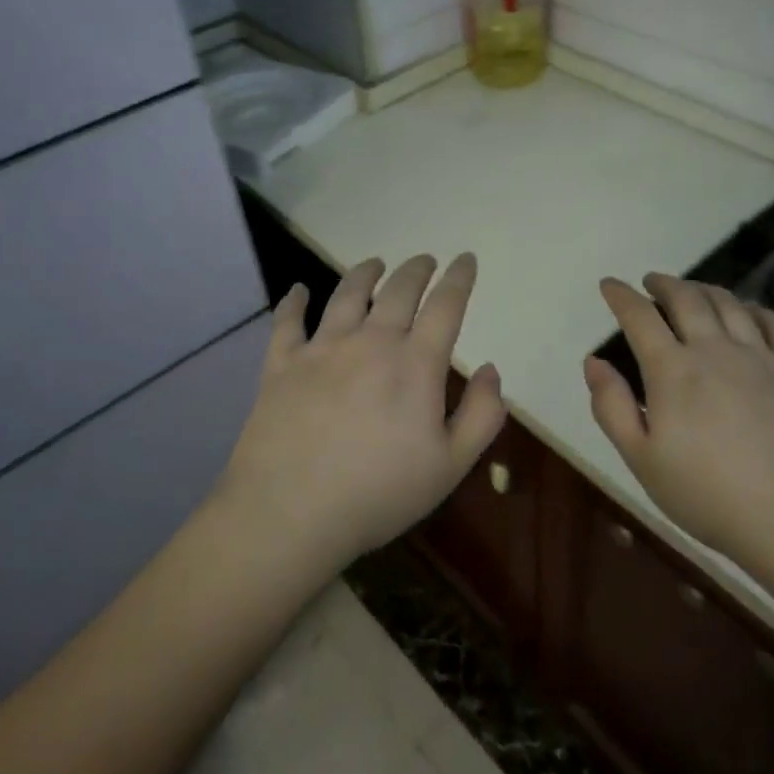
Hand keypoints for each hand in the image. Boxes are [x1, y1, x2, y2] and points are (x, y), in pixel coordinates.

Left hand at [217, 253, 505, 571]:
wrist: (290, 514)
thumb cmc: (379, 494)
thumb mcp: (450, 466)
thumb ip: (481, 415)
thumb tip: (492, 370)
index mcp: (414, 363)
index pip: (445, 305)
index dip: (459, 278)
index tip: (466, 259)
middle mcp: (370, 342)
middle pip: (399, 290)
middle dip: (417, 270)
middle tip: (425, 260)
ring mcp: (322, 349)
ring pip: (347, 295)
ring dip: (365, 273)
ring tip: (374, 263)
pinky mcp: (281, 364)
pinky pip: (288, 322)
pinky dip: (294, 301)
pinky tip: (299, 290)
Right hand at [583, 274, 773, 569]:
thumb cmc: (709, 496)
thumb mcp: (642, 460)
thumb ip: (612, 407)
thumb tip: (593, 361)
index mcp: (673, 370)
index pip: (640, 317)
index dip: (621, 296)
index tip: (610, 284)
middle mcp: (716, 350)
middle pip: (687, 298)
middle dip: (663, 284)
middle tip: (651, 282)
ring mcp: (761, 357)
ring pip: (729, 304)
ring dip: (704, 288)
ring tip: (692, 290)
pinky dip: (753, 308)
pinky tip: (748, 311)